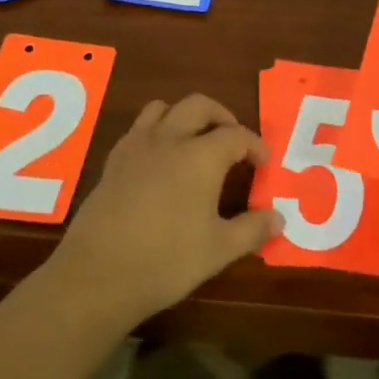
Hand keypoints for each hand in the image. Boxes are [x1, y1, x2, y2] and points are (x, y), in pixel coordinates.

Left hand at [50, 94, 277, 327]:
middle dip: (221, 116)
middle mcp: (169, 139)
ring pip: (163, 108)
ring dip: (184, 116)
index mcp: (200, 156)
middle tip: (233, 139)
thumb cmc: (167, 260)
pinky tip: (159, 160)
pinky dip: (156, 131)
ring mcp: (136, 146)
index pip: (236, 135)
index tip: (264, 161)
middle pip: (199, 106)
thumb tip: (279, 218)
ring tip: (195, 140)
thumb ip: (251, 229)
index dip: (254, 145)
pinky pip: (138, 129)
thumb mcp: (219, 250)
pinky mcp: (113, 160)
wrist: (99, 272)